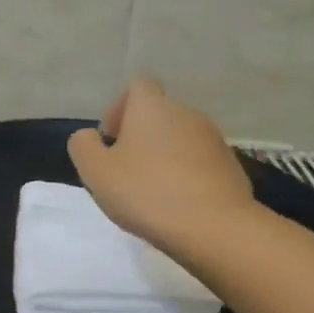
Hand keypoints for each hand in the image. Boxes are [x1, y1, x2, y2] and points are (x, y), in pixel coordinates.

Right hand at [67, 77, 257, 257]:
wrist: (213, 226)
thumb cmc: (146, 193)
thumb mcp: (96, 172)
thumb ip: (83, 146)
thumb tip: (89, 136)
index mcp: (152, 107)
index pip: (137, 85)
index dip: (119, 108)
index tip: (111, 139)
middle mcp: (186, 113)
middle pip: (158, 114)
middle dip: (140, 136)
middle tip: (125, 171)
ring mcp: (213, 138)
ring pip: (179, 138)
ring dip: (163, 156)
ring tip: (151, 191)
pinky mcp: (230, 164)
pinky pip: (199, 162)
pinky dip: (185, 174)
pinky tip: (177, 203)